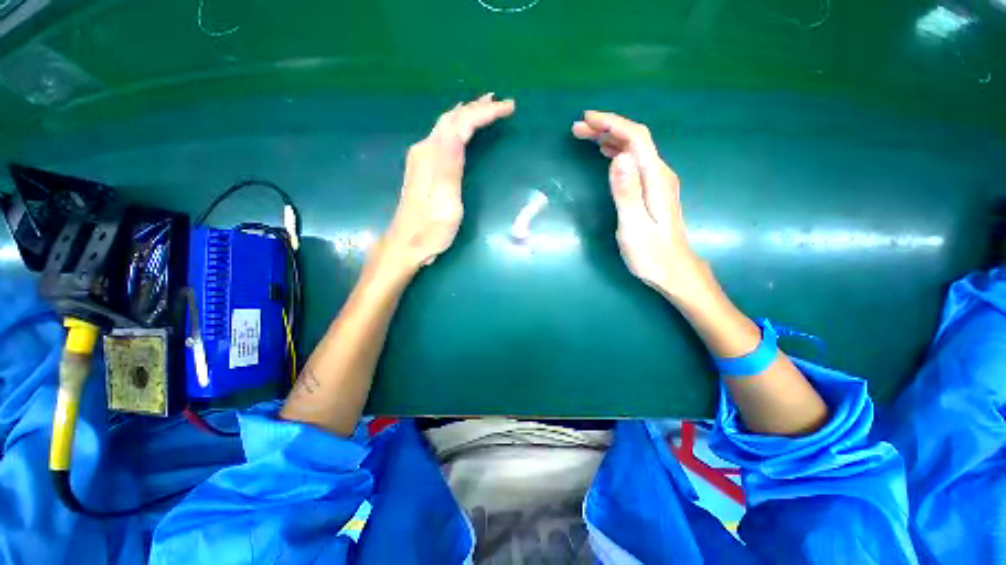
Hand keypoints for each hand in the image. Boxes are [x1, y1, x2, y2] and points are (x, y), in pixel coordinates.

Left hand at [384, 94, 514, 270]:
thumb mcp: (446, 202)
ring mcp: (422, 158)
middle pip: (452, 119)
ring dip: (467, 114)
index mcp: (433, 156)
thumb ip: (449, 166)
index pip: (461, 123)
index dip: (485, 113)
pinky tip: (464, 131)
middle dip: (477, 108)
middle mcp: (425, 150)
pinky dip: (459, 128)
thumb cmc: (431, 229)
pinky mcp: (423, 168)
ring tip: (486, 108)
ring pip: (447, 126)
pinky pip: (444, 137)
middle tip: (501, 102)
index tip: (509, 107)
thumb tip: (456, 131)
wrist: (406, 244)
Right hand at [572, 111, 709, 300]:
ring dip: (610, 138)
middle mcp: (660, 173)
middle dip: (607, 127)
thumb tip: (618, 157)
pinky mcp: (653, 189)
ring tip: (586, 136)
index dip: (612, 123)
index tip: (586, 119)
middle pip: (635, 139)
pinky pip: (635, 161)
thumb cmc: (651, 253)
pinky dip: (617, 152)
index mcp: (655, 178)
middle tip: (578, 128)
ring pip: (634, 149)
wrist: (673, 270)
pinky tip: (607, 154)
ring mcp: (658, 181)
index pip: (636, 138)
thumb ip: (627, 192)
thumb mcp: (634, 226)